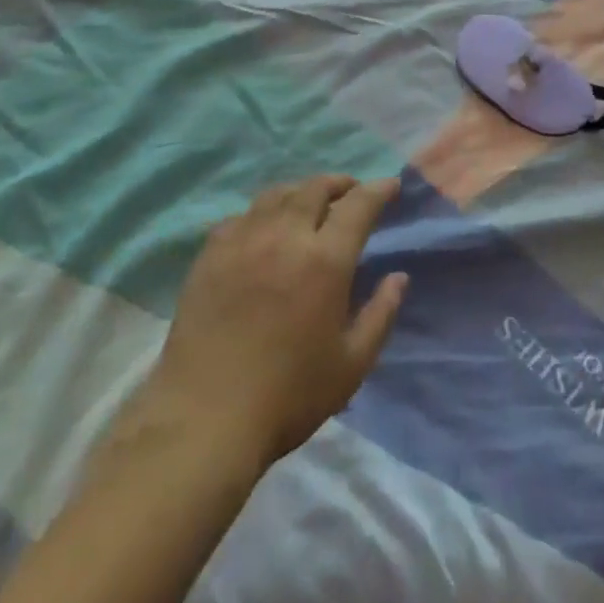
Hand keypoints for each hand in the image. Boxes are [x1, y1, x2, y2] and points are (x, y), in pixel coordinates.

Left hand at [120, 175, 407, 474]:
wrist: (205, 418)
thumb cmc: (289, 396)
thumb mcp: (352, 364)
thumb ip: (380, 314)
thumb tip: (398, 277)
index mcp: (325, 260)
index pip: (358, 206)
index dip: (378, 190)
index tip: (390, 185)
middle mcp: (285, 237)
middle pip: (314, 189)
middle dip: (339, 183)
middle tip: (350, 190)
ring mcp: (242, 242)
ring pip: (276, 195)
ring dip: (300, 191)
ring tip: (309, 202)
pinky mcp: (210, 256)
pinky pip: (241, 217)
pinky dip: (261, 213)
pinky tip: (263, 228)